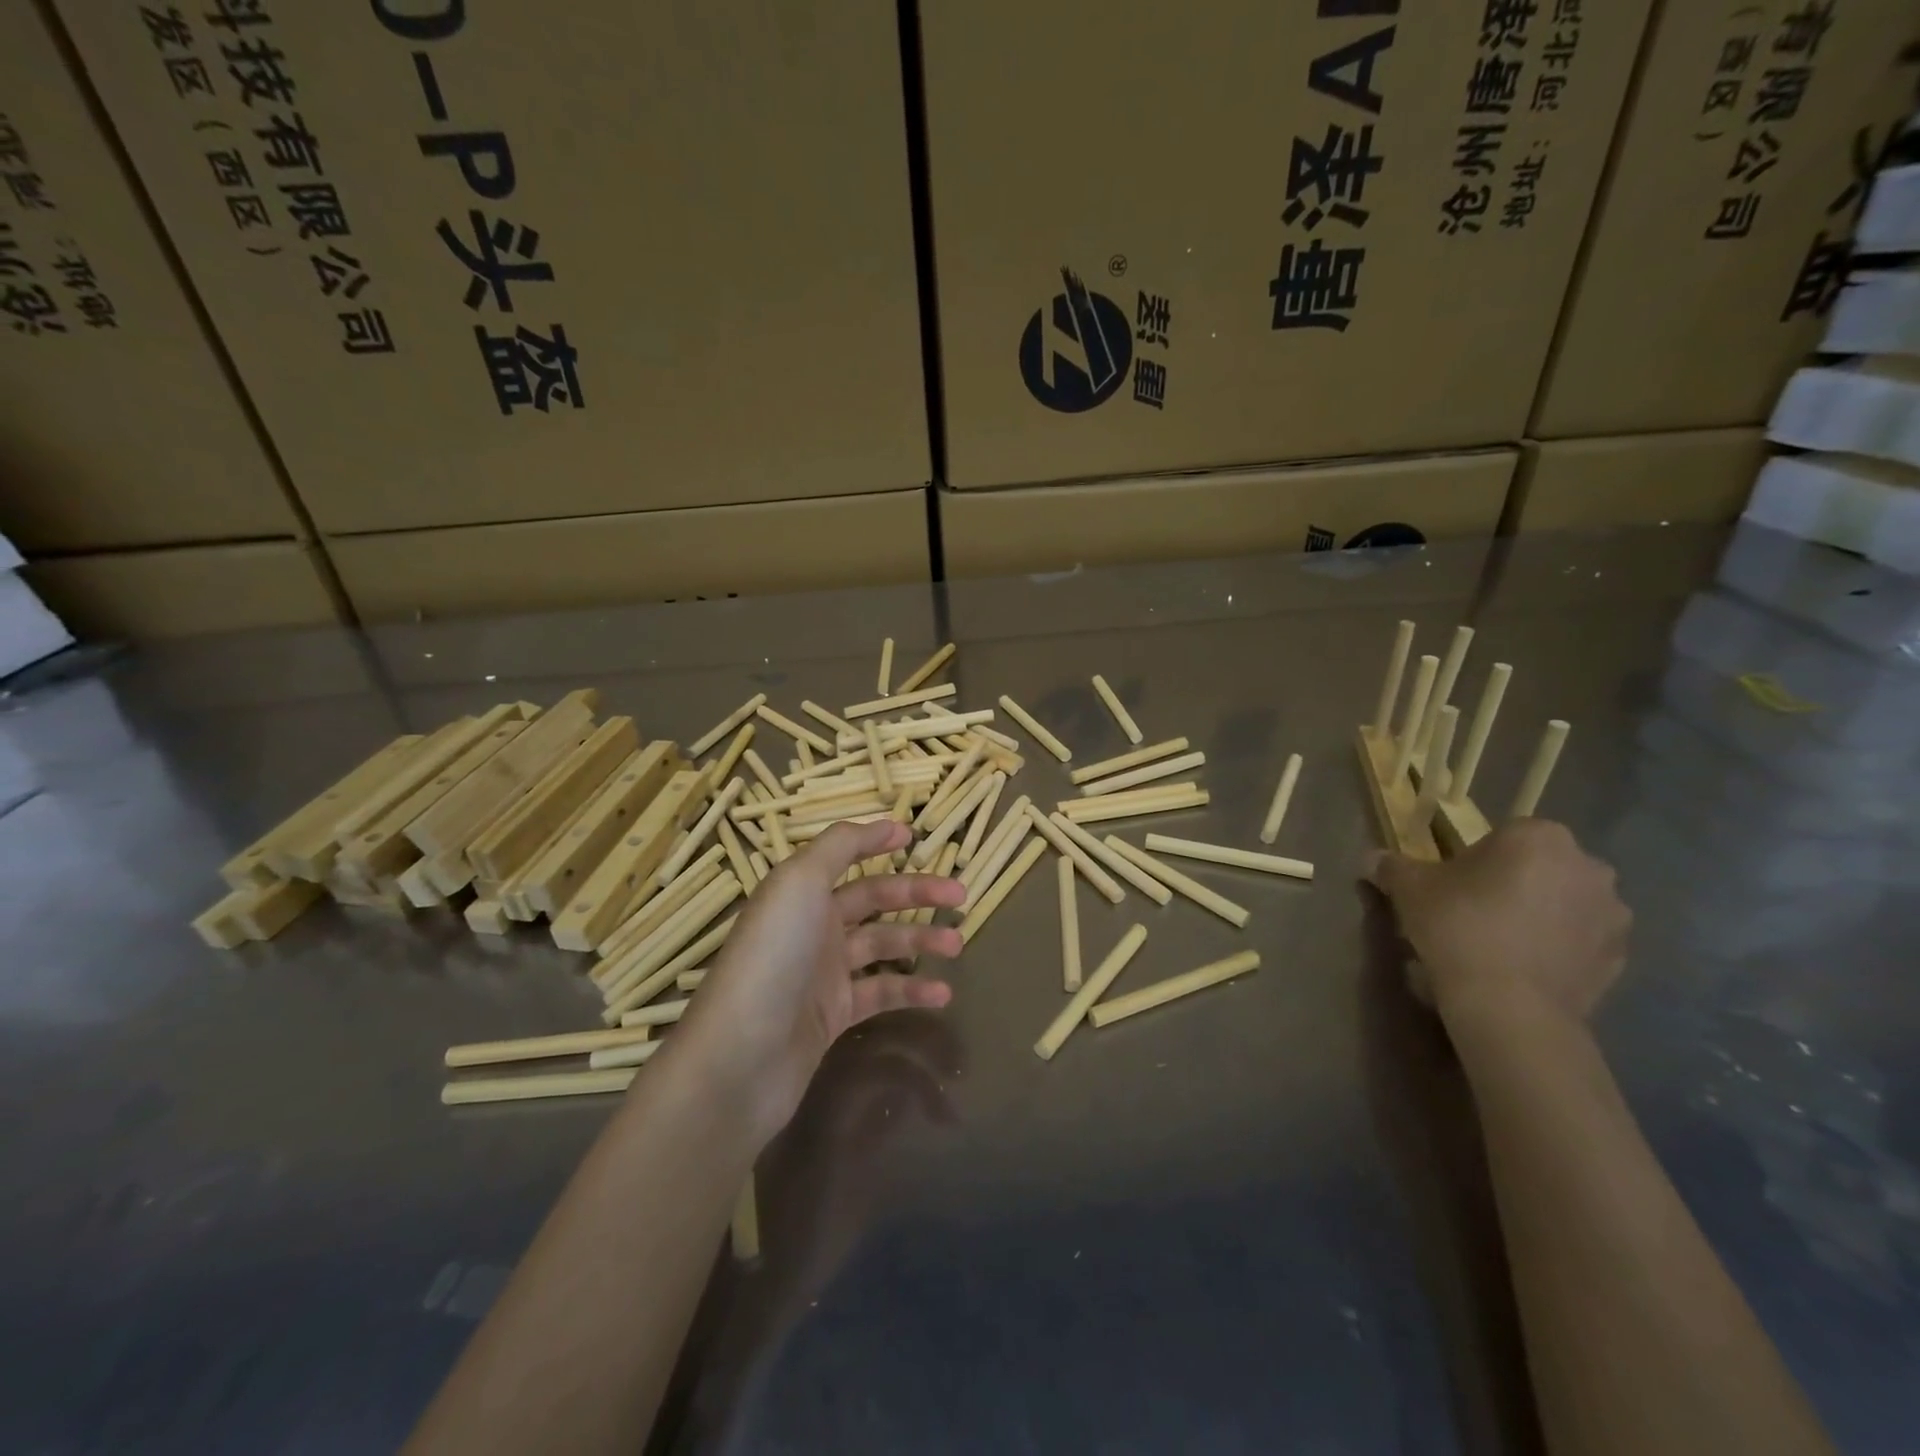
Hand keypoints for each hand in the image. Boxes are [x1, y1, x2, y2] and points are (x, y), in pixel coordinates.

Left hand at [673, 818, 963, 1143]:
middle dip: (917, 893)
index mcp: (800, 891)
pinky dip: (911, 991)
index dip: (876, 842)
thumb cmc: (773, 957)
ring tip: (958, 943)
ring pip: (882, 946)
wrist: (741, 1057)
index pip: (844, 856)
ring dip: (921, 941)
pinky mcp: (832, 1016)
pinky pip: (880, 994)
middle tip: (960, 895)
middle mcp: (811, 926)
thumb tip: (883, 824)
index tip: (915, 837)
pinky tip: (943, 994)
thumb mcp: (800, 882)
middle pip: (872, 899)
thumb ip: (840, 846)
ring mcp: (822, 973)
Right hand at [1366, 819, 1629, 1031]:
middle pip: (1540, 867)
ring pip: (1565, 903)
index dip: (1476, 859)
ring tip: (1501, 946)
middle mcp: (1588, 866)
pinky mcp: (1620, 958)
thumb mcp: (1409, 889)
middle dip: (1514, 883)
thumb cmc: (1459, 927)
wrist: (1509, 1005)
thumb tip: (1371, 860)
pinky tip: (1523, 968)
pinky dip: (1558, 948)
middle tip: (1474, 912)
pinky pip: (1581, 941)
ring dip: (1541, 915)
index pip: (1505, 835)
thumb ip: (1391, 866)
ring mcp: (1613, 914)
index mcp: (1539, 837)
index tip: (1454, 885)